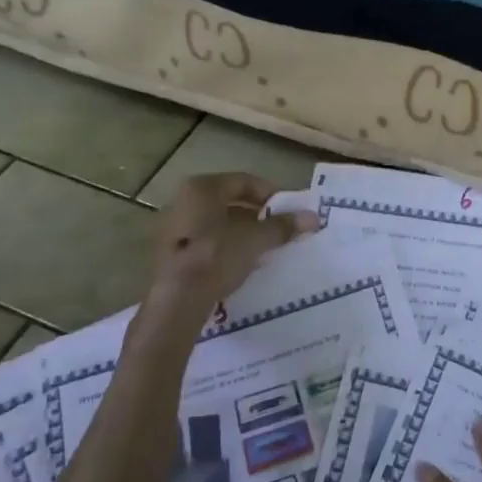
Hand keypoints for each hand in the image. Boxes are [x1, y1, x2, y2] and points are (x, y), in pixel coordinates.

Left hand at [145, 173, 317, 313]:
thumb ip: (282, 226)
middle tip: (278, 229)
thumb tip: (312, 217)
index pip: (244, 181)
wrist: (176, 301)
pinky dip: (224, 246)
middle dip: (256, 214)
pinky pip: (203, 241)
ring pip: (215, 222)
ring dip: (240, 231)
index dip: (271, 193)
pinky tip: (239, 263)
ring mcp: (171, 227)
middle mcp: (182, 200)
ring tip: (263, 248)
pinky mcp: (168, 253)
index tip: (289, 210)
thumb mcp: (255, 240)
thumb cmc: (216, 257)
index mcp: (202, 188)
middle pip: (228, 201)